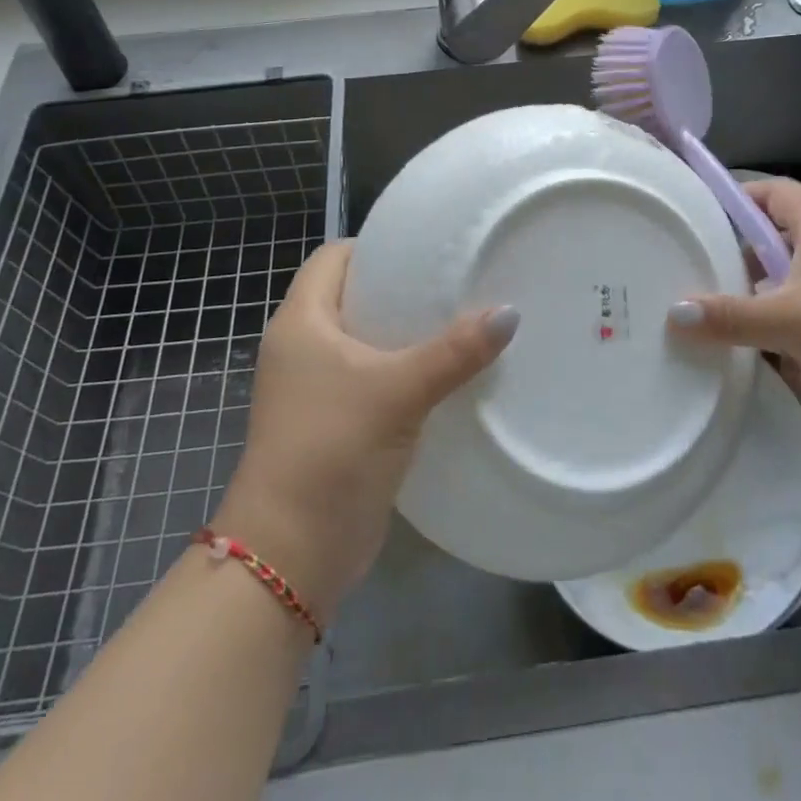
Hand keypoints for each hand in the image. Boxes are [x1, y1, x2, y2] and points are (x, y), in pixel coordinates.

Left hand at [211, 241, 516, 620]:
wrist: (291, 554)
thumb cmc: (332, 449)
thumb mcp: (397, 392)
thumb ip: (455, 351)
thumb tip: (510, 313)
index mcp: (301, 321)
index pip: (334, 257)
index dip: (375, 246)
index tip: (427, 249)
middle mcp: (302, 346)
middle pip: (353, 296)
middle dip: (400, 288)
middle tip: (456, 282)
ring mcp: (315, 387)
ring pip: (365, 340)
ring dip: (405, 333)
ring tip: (461, 320)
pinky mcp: (333, 421)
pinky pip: (372, 378)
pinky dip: (403, 370)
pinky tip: (446, 373)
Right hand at [668, 179, 800, 434]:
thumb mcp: (790, 319)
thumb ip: (730, 316)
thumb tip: (673, 313)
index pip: (776, 192)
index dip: (742, 195)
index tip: (705, 215)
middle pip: (774, 249)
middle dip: (745, 275)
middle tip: (706, 286)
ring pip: (787, 298)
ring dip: (769, 322)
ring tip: (740, 342)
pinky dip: (797, 352)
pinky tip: (796, 375)